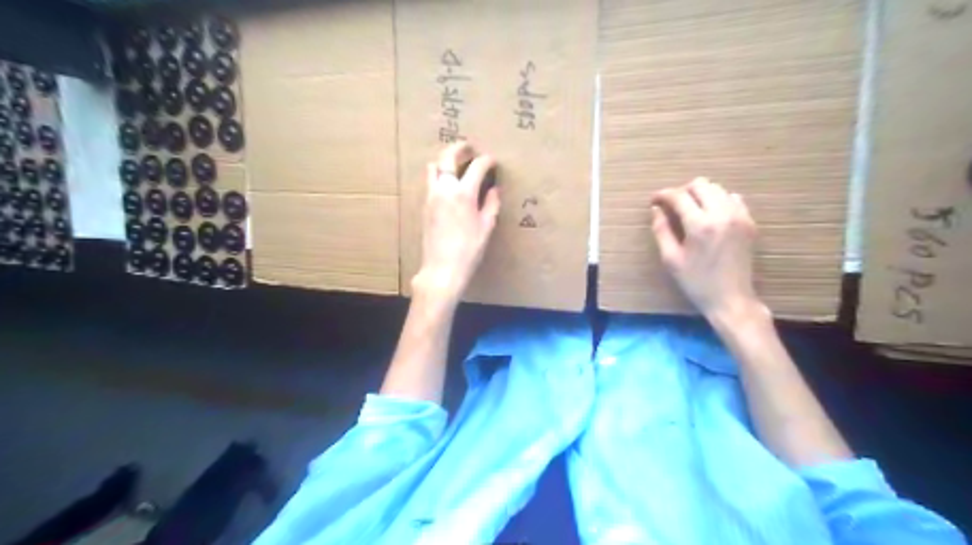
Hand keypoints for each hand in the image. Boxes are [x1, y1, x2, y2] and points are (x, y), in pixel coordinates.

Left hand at [412, 142, 499, 303]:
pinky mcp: (425, 206)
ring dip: (445, 160)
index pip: (477, 166)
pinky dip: (439, 174)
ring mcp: (431, 197)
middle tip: (469, 148)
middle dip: (459, 148)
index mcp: (464, 194)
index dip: (487, 160)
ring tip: (456, 164)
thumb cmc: (469, 251)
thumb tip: (494, 190)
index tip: (493, 161)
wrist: (442, 269)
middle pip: (448, 157)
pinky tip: (448, 184)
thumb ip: (491, 204)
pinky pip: (430, 181)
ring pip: (434, 167)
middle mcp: (445, 190)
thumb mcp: (486, 227)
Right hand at [648, 178, 762, 321]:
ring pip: (718, 189)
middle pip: (701, 185)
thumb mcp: (671, 259)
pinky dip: (719, 200)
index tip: (654, 200)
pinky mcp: (749, 223)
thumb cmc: (696, 282)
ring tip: (690, 209)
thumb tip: (656, 209)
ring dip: (701, 194)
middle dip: (683, 191)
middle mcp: (721, 214)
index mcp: (699, 225)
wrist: (731, 299)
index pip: (679, 197)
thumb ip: (662, 230)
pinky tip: (711, 214)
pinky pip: (734, 198)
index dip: (663, 195)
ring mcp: (739, 217)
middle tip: (672, 205)